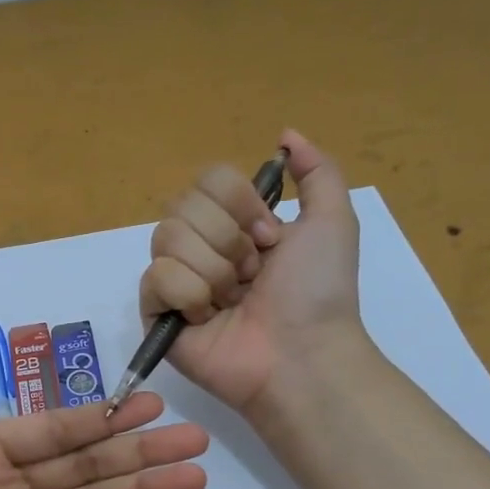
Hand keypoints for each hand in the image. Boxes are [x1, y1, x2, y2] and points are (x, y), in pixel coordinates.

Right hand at [139, 129, 365, 416]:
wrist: (301, 353)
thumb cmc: (318, 292)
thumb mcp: (333, 222)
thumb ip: (317, 171)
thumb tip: (285, 135)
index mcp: (235, 224)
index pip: (208, 179)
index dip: (238, 202)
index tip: (270, 237)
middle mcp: (201, 246)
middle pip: (183, 205)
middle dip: (228, 240)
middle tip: (253, 275)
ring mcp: (175, 279)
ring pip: (167, 237)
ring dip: (214, 270)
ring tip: (234, 301)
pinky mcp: (156, 312)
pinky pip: (156, 277)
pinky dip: (189, 295)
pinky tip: (208, 319)